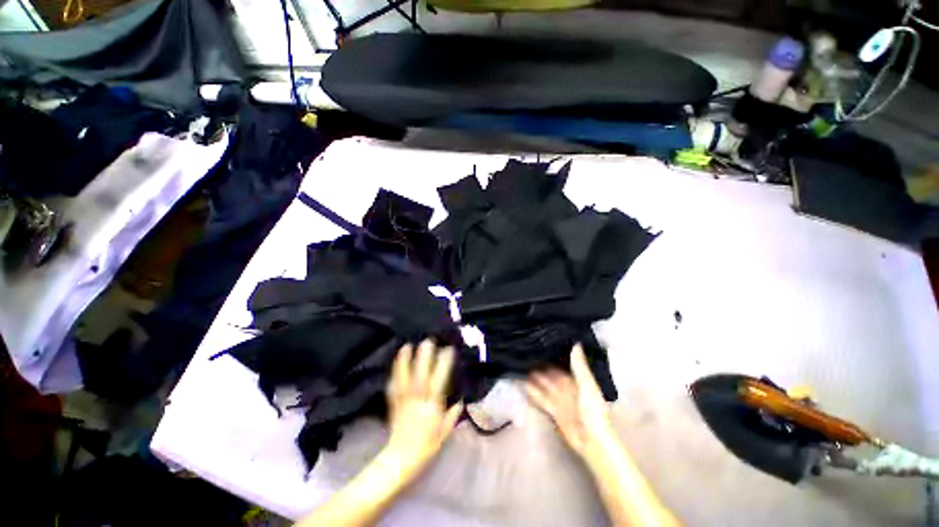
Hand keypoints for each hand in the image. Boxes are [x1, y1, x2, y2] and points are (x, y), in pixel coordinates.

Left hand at [384, 340, 463, 473]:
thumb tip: (461, 401)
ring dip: (404, 362)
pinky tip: (396, 363)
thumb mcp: (444, 434)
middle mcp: (417, 402)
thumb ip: (452, 417)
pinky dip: (394, 374)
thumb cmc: (425, 447)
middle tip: (427, 341)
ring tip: (406, 346)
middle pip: (420, 376)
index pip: (438, 382)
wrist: (400, 460)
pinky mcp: (393, 405)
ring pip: (404, 379)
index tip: (448, 350)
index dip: (443, 365)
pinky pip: (393, 388)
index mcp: (431, 408)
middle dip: (423, 358)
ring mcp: (403, 402)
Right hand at [525, 344, 613, 460]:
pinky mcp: (553, 411)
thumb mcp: (587, 385)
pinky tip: (522, 384)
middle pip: (550, 374)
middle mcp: (567, 387)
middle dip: (540, 365)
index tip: (540, 343)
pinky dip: (533, 392)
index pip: (562, 364)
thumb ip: (579, 366)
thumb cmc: (593, 411)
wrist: (592, 442)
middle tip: (525, 352)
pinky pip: (541, 398)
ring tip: (520, 365)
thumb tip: (575, 343)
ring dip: (534, 377)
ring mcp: (559, 399)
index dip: (552, 355)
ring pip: (544, 385)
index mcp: (577, 380)